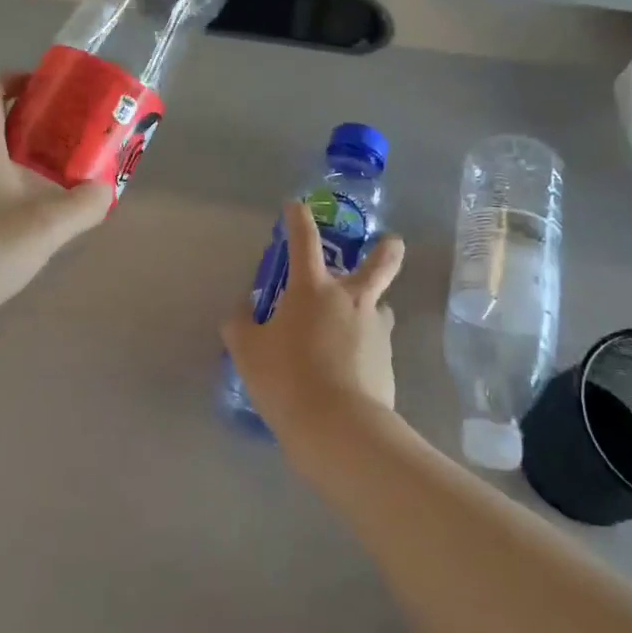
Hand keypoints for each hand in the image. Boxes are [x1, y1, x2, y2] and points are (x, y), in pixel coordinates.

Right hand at [220, 201, 405, 442]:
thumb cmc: (286, 378)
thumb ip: (241, 324)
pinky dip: (364, 349)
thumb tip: (243, 310)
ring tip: (353, 327)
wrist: (338, 427)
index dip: (298, 219)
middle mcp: (351, 300)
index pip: (305, 241)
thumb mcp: (247, 351)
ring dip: (370, 308)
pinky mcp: (388, 362)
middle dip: (387, 249)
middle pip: (380, 263)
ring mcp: (376, 330)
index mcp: (313, 289)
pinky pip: (376, 345)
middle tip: (390, 242)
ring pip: (380, 307)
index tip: (295, 206)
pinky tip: (348, 370)